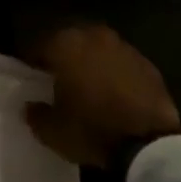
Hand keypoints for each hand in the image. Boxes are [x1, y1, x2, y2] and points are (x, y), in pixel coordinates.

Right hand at [23, 24, 180, 169]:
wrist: (148, 144)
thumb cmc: (91, 130)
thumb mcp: (52, 131)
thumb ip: (36, 113)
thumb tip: (31, 106)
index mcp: (66, 45)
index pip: (40, 45)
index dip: (33, 61)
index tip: (31, 76)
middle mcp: (95, 37)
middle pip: (72, 41)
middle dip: (64, 56)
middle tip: (58, 78)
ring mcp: (125, 48)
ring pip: (99, 49)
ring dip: (91, 62)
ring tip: (87, 85)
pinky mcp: (148, 65)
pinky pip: (122, 64)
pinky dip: (115, 73)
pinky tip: (113, 94)